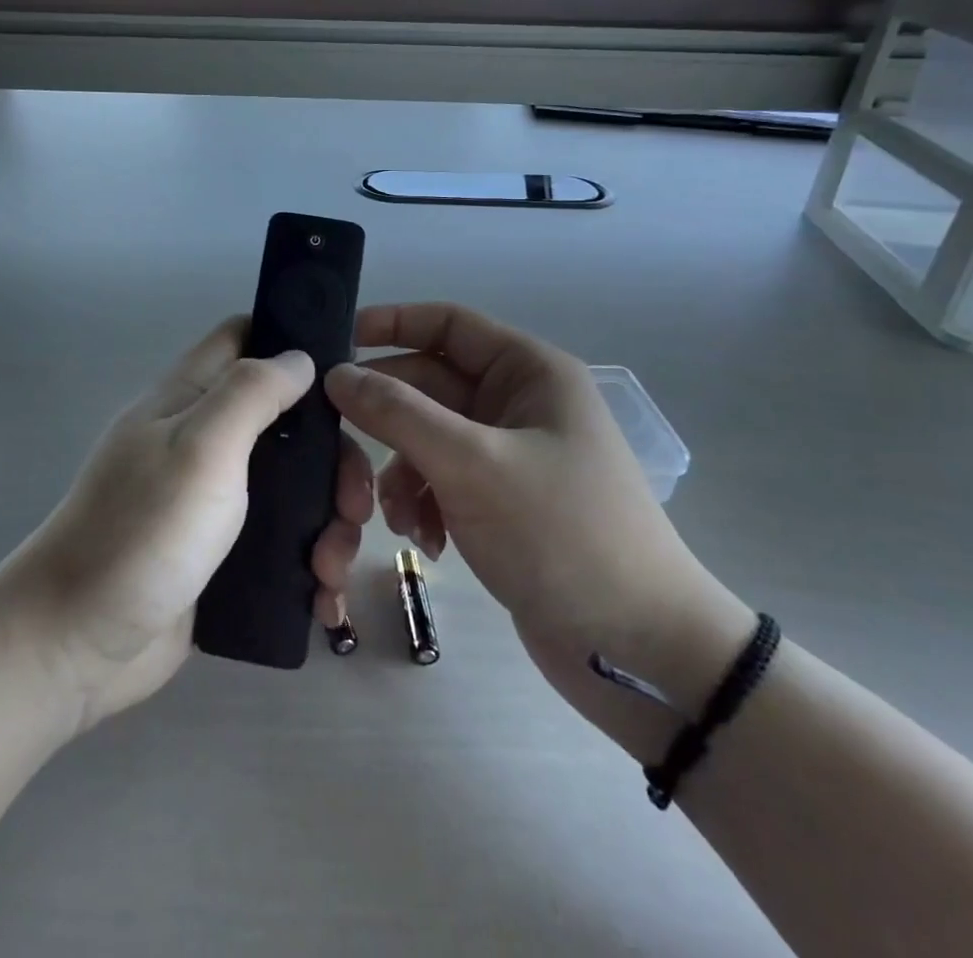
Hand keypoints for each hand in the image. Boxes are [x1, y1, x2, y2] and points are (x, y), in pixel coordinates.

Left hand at [6, 317, 373, 729]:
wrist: (78, 644)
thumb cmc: (142, 532)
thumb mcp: (201, 446)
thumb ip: (251, 392)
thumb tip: (299, 356)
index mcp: (189, 399)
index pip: (242, 337)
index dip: (291, 340)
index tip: (347, 375)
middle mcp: (204, 440)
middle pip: (285, 420)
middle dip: (331, 457)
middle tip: (355, 504)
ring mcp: (212, 500)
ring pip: (292, 486)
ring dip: (329, 519)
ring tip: (334, 567)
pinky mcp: (221, 554)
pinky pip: (282, 542)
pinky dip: (310, 562)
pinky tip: (324, 597)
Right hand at [324, 303, 750, 733]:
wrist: (637, 649)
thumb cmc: (560, 534)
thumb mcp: (471, 464)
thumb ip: (397, 413)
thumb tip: (336, 374)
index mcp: (528, 373)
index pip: (448, 324)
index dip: (392, 323)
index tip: (336, 342)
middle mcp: (518, 404)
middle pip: (429, 385)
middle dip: (387, 418)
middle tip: (335, 441)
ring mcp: (509, 455)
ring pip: (428, 438)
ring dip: (402, 472)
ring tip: (395, 517)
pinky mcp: (501, 502)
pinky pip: (442, 480)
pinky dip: (423, 504)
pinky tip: (426, 541)